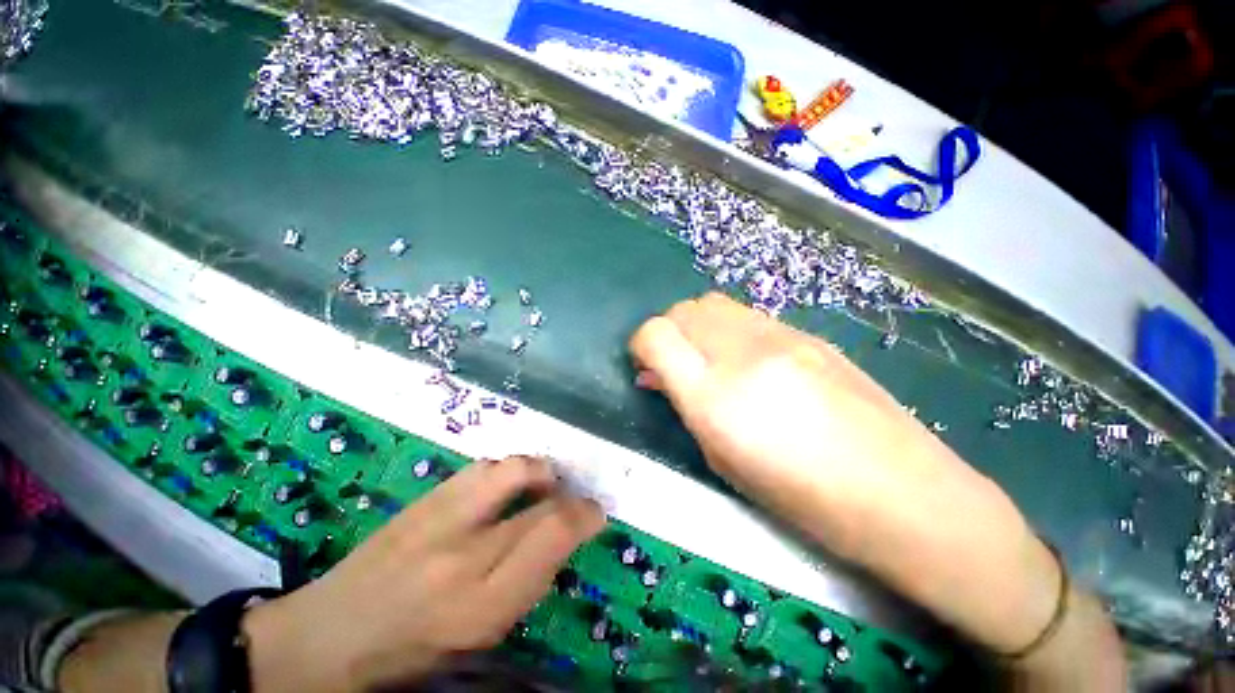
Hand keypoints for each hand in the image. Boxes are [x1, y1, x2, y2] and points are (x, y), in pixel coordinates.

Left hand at [242, 456, 605, 692]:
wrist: (329, 635)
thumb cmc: (411, 651)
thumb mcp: (479, 636)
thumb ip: (526, 582)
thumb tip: (562, 536)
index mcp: (482, 604)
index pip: (553, 537)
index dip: (585, 516)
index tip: (596, 513)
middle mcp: (465, 552)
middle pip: (541, 502)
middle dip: (570, 494)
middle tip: (573, 499)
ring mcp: (441, 516)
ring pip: (513, 469)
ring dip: (539, 473)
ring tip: (542, 485)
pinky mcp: (424, 498)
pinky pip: (483, 468)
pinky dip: (507, 471)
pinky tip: (505, 486)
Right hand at [628, 293, 1064, 655]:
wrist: (903, 493)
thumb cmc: (801, 497)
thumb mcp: (721, 459)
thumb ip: (684, 406)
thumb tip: (657, 375)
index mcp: (714, 396)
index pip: (655, 334)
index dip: (641, 344)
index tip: (646, 364)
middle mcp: (743, 353)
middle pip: (683, 309)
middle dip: (668, 331)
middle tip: (674, 362)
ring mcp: (781, 336)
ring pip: (714, 304)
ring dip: (698, 326)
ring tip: (709, 359)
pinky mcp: (808, 332)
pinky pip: (747, 315)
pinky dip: (729, 329)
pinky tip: (748, 360)